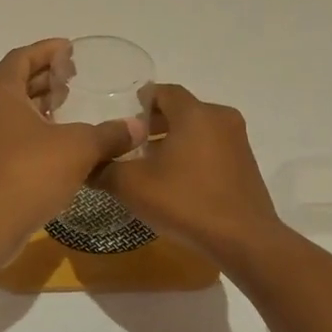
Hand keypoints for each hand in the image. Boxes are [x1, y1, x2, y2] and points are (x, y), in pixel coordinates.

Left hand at [0, 39, 146, 238]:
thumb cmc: (30, 173)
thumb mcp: (78, 148)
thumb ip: (109, 134)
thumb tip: (137, 127)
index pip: (22, 57)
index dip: (48, 50)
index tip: (71, 49)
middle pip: (14, 82)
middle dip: (45, 77)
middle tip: (74, 78)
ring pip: (10, 110)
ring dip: (38, 105)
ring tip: (68, 107)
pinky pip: (7, 133)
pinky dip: (30, 129)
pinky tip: (56, 143)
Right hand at [93, 84, 282, 262]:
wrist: (244, 240)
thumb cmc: (186, 202)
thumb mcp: (133, 186)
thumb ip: (104, 169)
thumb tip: (85, 164)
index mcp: (195, 112)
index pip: (164, 91)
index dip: (140, 102)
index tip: (121, 119)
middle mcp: (220, 117)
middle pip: (182, 109)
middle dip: (154, 123)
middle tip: (130, 143)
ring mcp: (238, 141)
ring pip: (198, 129)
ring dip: (174, 140)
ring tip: (149, 164)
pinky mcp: (246, 164)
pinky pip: (213, 147)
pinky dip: (193, 154)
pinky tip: (176, 180)